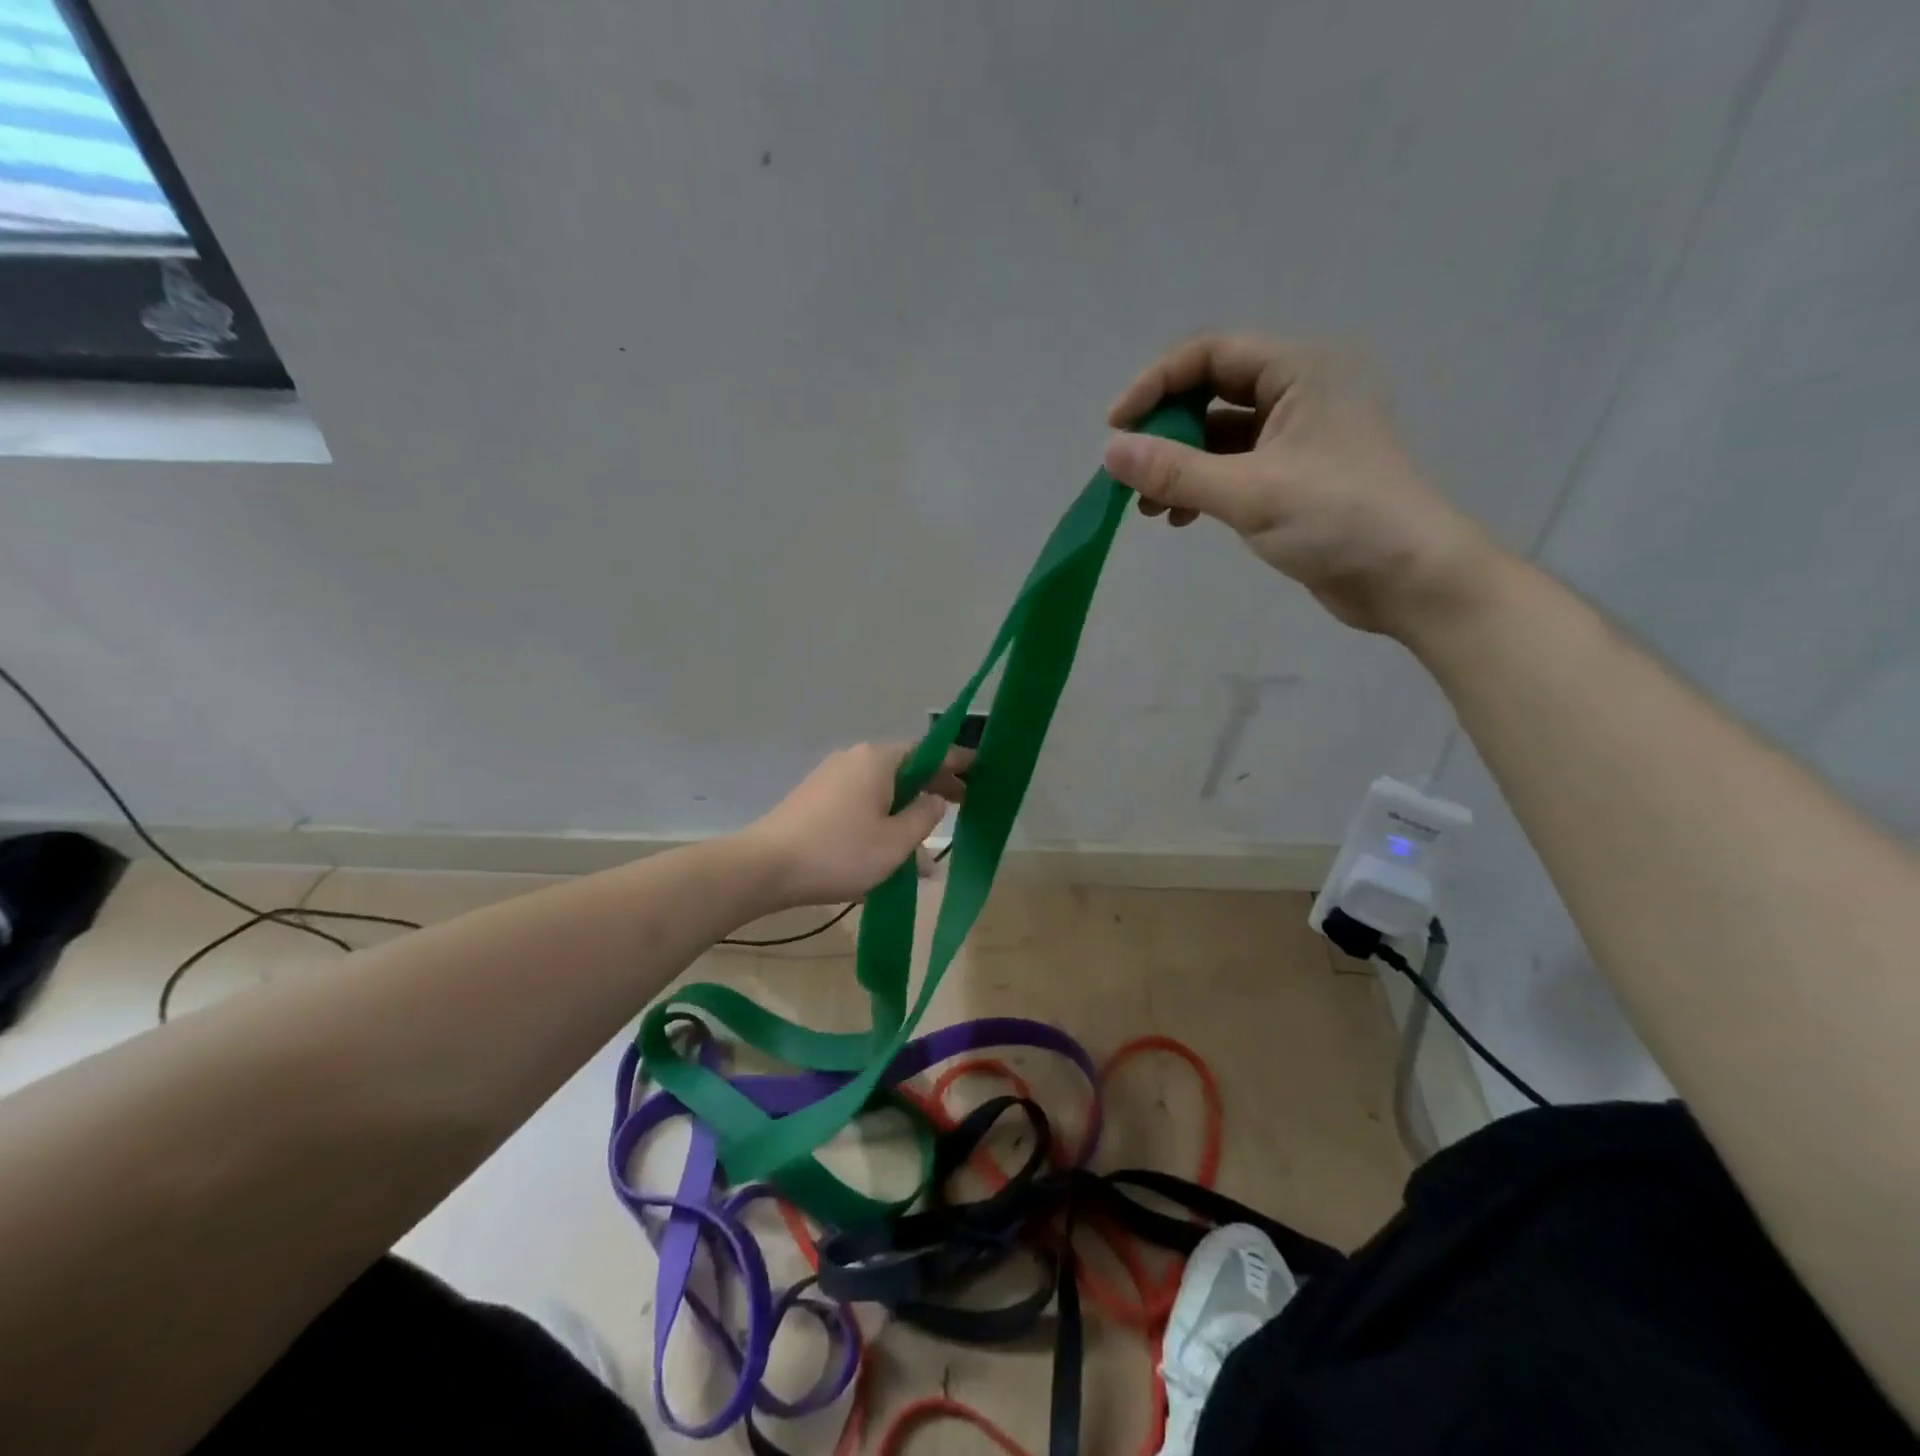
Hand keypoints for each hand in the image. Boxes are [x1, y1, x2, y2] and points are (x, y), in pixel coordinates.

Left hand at [741, 742, 969, 908]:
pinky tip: (893, 861)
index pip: (930, 752)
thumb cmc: (839, 852)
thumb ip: (924, 816)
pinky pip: (861, 807)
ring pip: (884, 794)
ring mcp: (832, 780)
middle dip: (935, 791)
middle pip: (906, 770)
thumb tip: (936, 799)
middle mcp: (855, 761)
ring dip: (908, 819)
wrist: (764, 868)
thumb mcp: (895, 841)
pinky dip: (882, 825)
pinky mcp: (816, 802)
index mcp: (878, 760)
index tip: (981, 769)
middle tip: (965, 806)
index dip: (958, 761)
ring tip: (928, 860)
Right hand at [1103, 333, 1494, 636]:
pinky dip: (1201, 487)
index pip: (1211, 354)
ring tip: (1145, 507)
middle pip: (1212, 393)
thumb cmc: (1338, 519)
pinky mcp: (1295, 476)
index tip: (1115, 428)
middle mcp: (1300, 392)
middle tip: (1128, 472)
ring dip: (1178, 466)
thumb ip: (1176, 471)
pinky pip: (1233, 468)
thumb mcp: (1250, 492)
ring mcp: (1298, 436)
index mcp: (1301, 371)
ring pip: (1219, 436)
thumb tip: (1111, 452)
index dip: (1156, 384)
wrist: (1409, 578)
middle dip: (1165, 432)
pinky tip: (1178, 518)